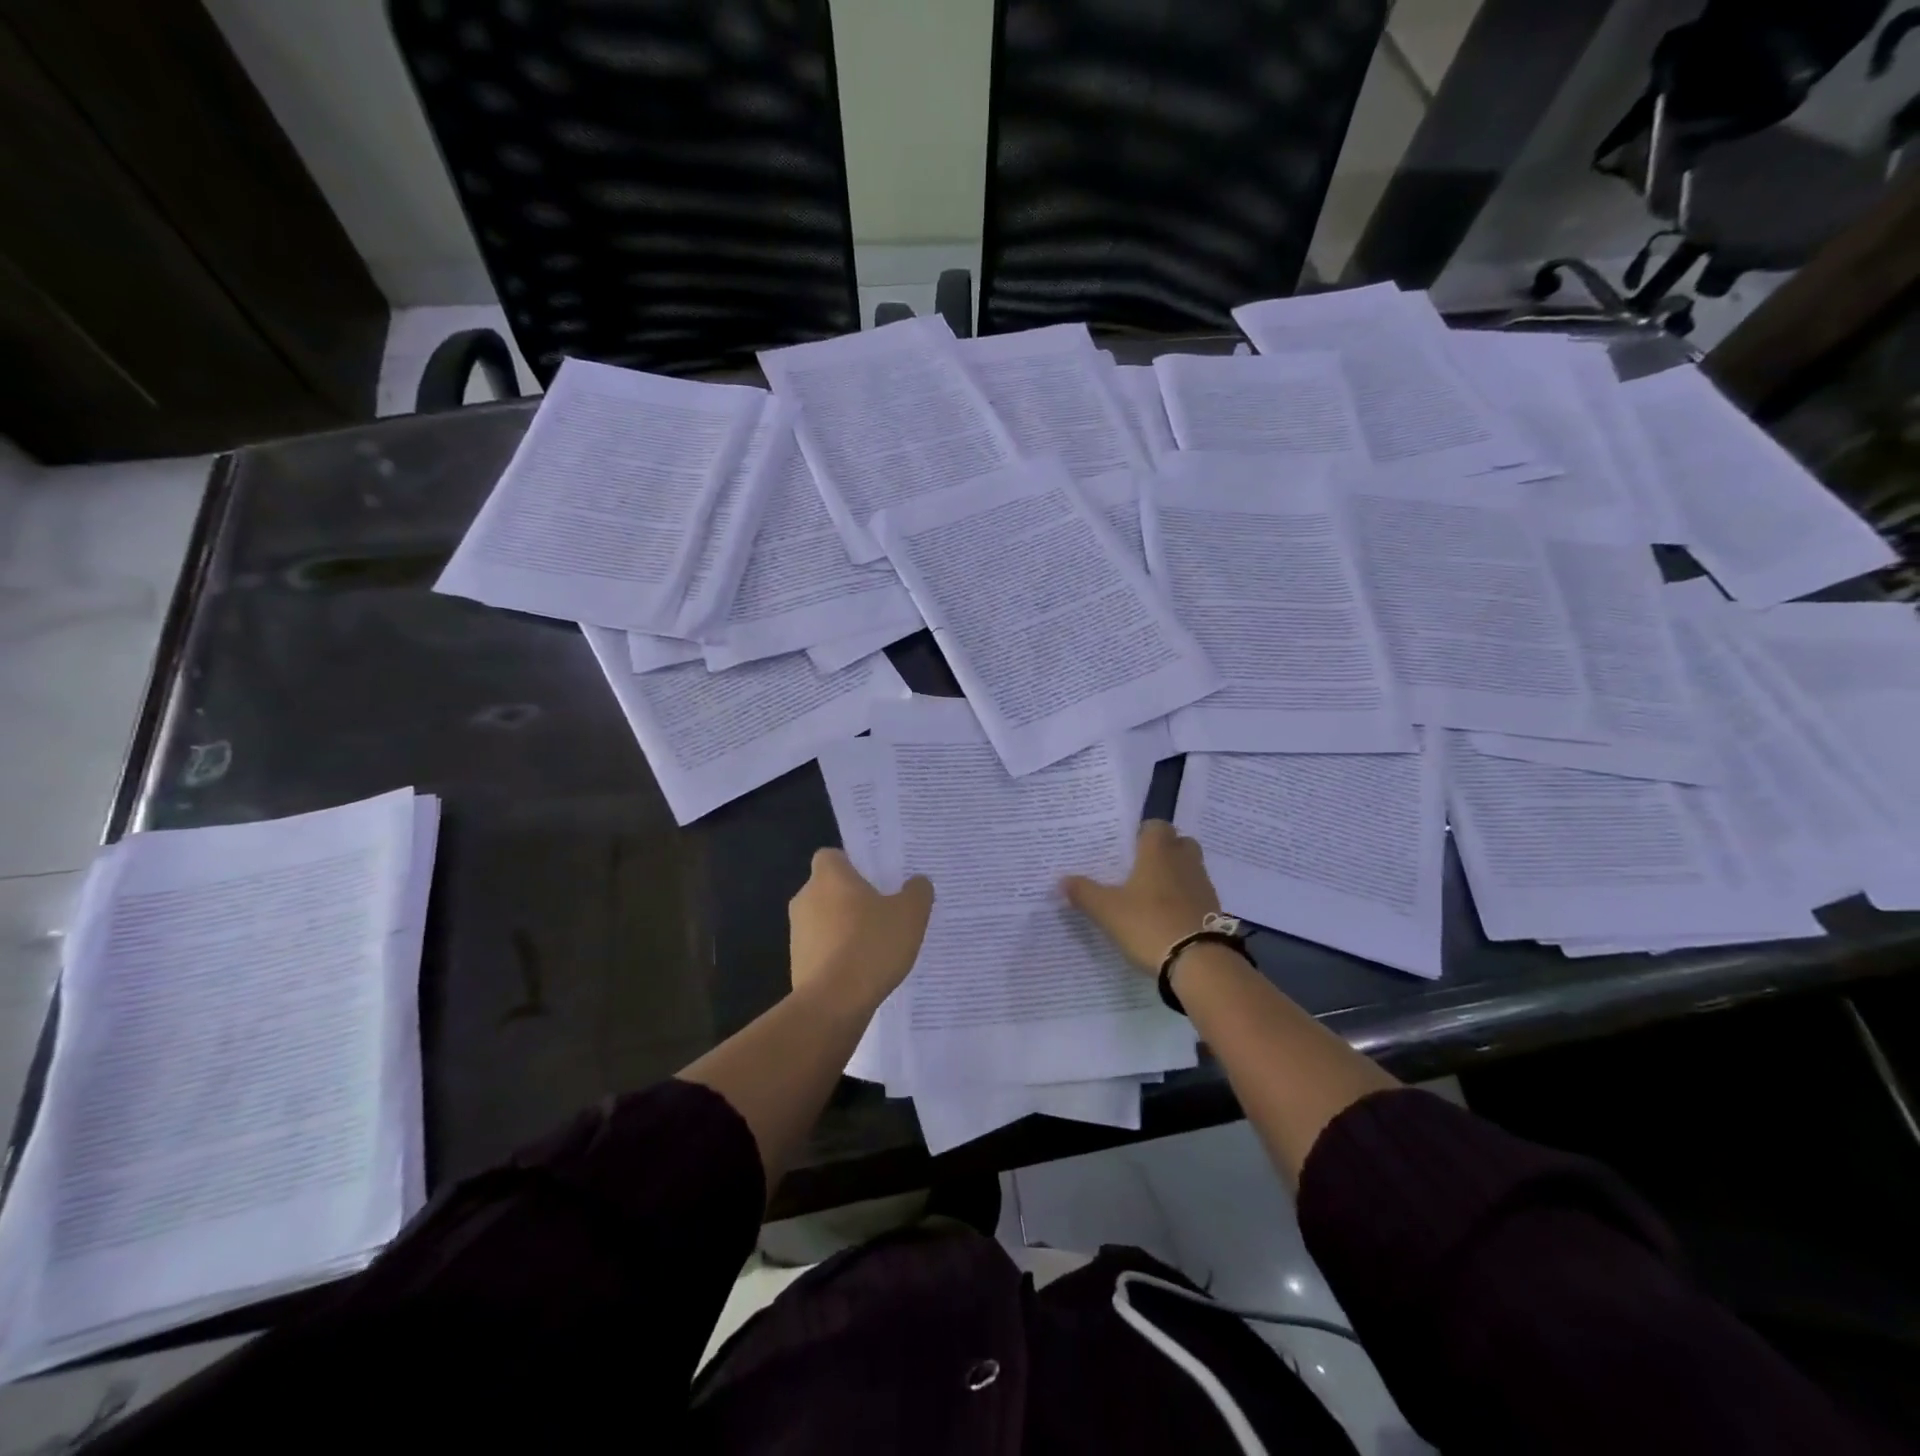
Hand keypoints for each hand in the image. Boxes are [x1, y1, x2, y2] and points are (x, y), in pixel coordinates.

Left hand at [790, 849, 933, 1012]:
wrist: (833, 1003)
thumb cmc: (871, 946)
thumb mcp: (910, 914)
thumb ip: (917, 892)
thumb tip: (917, 882)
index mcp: (829, 877)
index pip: (832, 856)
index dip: (852, 864)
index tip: (875, 879)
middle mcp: (806, 898)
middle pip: (829, 888)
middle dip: (852, 898)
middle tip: (883, 911)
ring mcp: (797, 932)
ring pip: (824, 920)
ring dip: (844, 928)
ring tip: (876, 946)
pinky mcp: (797, 963)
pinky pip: (821, 949)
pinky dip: (837, 955)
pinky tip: (862, 971)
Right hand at [1062, 821, 1220, 975]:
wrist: (1199, 962)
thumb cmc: (1148, 924)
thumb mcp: (1106, 910)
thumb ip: (1083, 892)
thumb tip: (1061, 880)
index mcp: (1158, 852)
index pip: (1156, 825)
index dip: (1143, 832)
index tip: (1127, 847)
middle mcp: (1184, 861)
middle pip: (1179, 843)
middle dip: (1163, 851)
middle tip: (1140, 868)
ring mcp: (1203, 886)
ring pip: (1189, 869)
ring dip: (1175, 876)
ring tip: (1151, 895)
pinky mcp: (1214, 911)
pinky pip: (1197, 894)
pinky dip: (1185, 900)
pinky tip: (1167, 917)